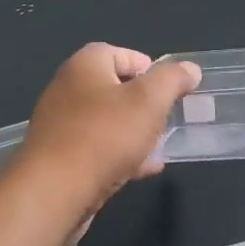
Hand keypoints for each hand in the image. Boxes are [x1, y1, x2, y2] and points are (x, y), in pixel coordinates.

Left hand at [16, 43, 200, 228]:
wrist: (54, 193)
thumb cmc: (104, 136)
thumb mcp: (150, 100)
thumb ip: (172, 79)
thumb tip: (190, 69)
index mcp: (84, 66)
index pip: (119, 53)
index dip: (148, 67)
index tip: (170, 88)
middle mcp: (67, 90)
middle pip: (114, 88)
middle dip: (144, 103)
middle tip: (168, 118)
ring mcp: (61, 126)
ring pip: (107, 122)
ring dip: (135, 132)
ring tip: (161, 145)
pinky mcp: (60, 159)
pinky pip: (97, 149)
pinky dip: (121, 155)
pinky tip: (144, 169)